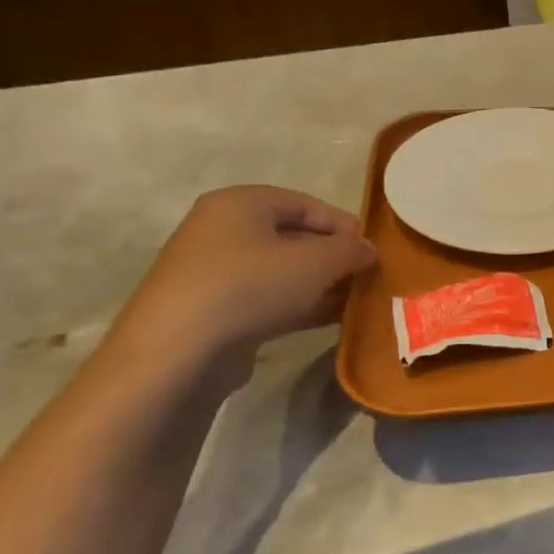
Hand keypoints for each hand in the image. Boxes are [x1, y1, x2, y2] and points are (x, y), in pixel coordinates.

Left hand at [109, 186, 376, 370]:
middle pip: (294, 237)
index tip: (373, 250)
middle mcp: (223, 230)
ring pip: (283, 271)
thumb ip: (351, 250)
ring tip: (356, 301)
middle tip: (367, 277)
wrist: (180, 349)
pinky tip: (331, 320)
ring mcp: (216, 272)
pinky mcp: (216, 309)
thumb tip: (369, 250)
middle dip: (334, 257)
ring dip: (322, 284)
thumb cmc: (251, 286)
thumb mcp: (317, 262)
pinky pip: (269, 298)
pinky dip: (301, 305)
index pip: (306, 203)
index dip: (344, 225)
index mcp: (241, 204)